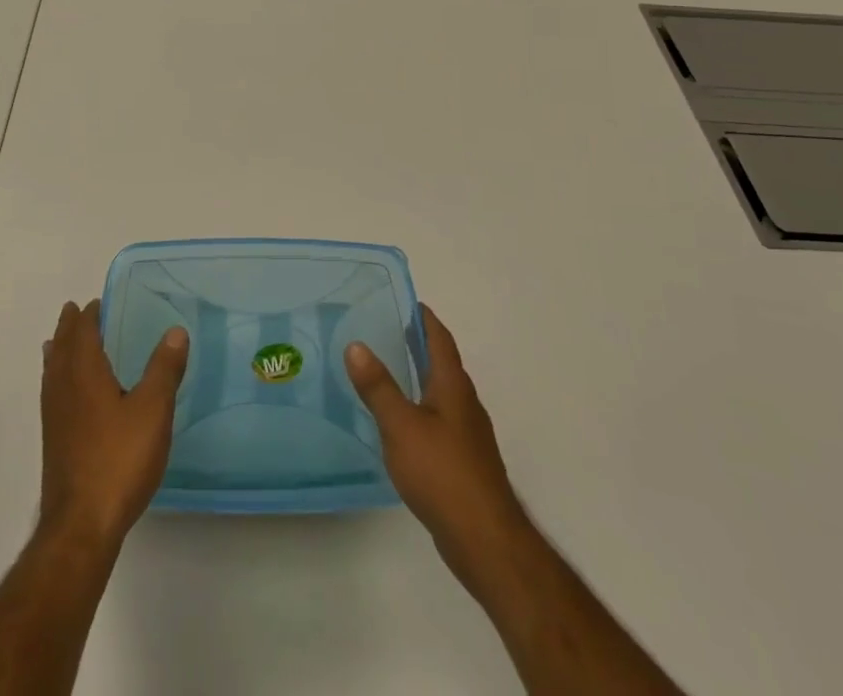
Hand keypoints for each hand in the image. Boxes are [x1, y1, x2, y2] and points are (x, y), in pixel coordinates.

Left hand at [39, 299, 188, 550]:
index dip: (89, 315)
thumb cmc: (119, 459)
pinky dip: (56, 377)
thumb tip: (176, 331)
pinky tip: (66, 393)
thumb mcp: (153, 410)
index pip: (83, 331)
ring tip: (60, 342)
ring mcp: (54, 416)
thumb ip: (164, 369)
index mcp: (84, 372)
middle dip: (69, 327)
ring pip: (52, 370)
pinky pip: (51, 392)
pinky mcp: (53, 440)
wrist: (81, 524)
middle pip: (62, 347)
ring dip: (59, 351)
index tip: (97, 302)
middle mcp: (63, 387)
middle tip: (75, 311)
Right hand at [345, 304, 532, 598]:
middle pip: (442, 363)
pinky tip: (401, 423)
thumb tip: (356, 344)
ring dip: (419, 377)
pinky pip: (440, 420)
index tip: (404, 301)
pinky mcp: (465, 462)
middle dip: (418, 345)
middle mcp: (465, 403)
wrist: (486, 540)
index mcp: (453, 386)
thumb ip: (378, 386)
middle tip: (385, 331)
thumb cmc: (442, 473)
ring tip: (386, 372)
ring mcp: (468, 435)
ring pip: (442, 393)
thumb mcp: (401, 425)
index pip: (440, 338)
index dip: (424, 318)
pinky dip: (421, 408)